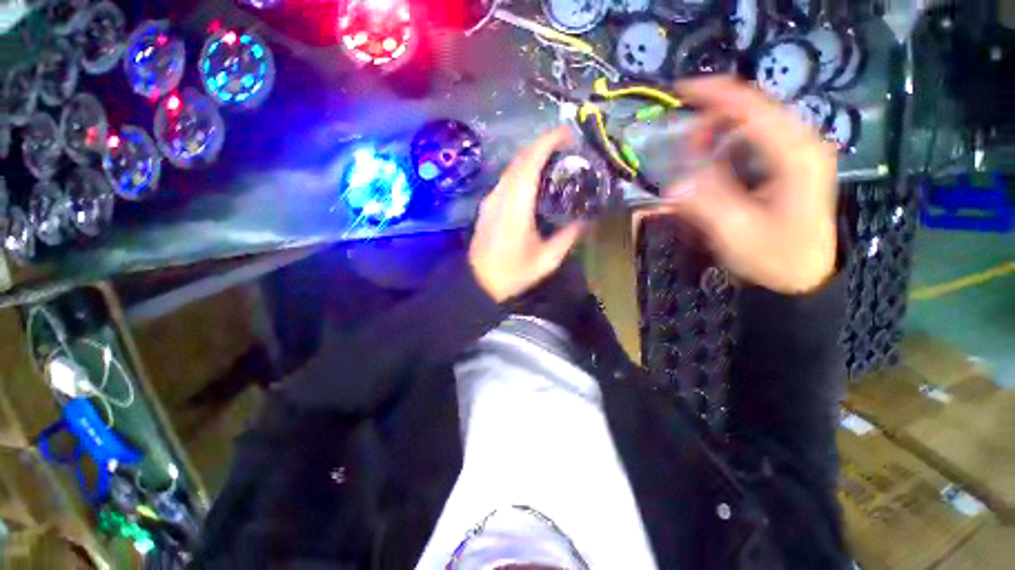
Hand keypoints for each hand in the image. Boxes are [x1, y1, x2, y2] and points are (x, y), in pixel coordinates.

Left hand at [469, 126, 586, 301]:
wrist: (478, 282)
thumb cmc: (512, 272)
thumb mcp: (546, 259)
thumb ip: (568, 237)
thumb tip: (585, 221)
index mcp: (516, 204)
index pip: (531, 161)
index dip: (548, 141)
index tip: (568, 133)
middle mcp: (501, 195)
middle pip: (520, 159)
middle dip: (542, 145)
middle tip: (566, 147)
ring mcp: (491, 199)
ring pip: (511, 168)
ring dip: (531, 158)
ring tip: (553, 160)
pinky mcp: (487, 206)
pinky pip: (505, 180)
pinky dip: (521, 172)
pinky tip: (533, 182)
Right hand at [658, 77, 838, 293]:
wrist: (804, 277)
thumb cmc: (773, 257)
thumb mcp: (735, 232)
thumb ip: (705, 202)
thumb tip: (674, 182)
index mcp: (794, 155)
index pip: (752, 107)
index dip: (715, 94)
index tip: (680, 91)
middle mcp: (802, 143)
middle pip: (753, 109)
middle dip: (712, 117)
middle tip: (681, 142)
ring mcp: (799, 151)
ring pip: (754, 122)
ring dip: (718, 131)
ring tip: (694, 154)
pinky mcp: (792, 162)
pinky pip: (755, 138)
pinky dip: (728, 143)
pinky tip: (713, 160)